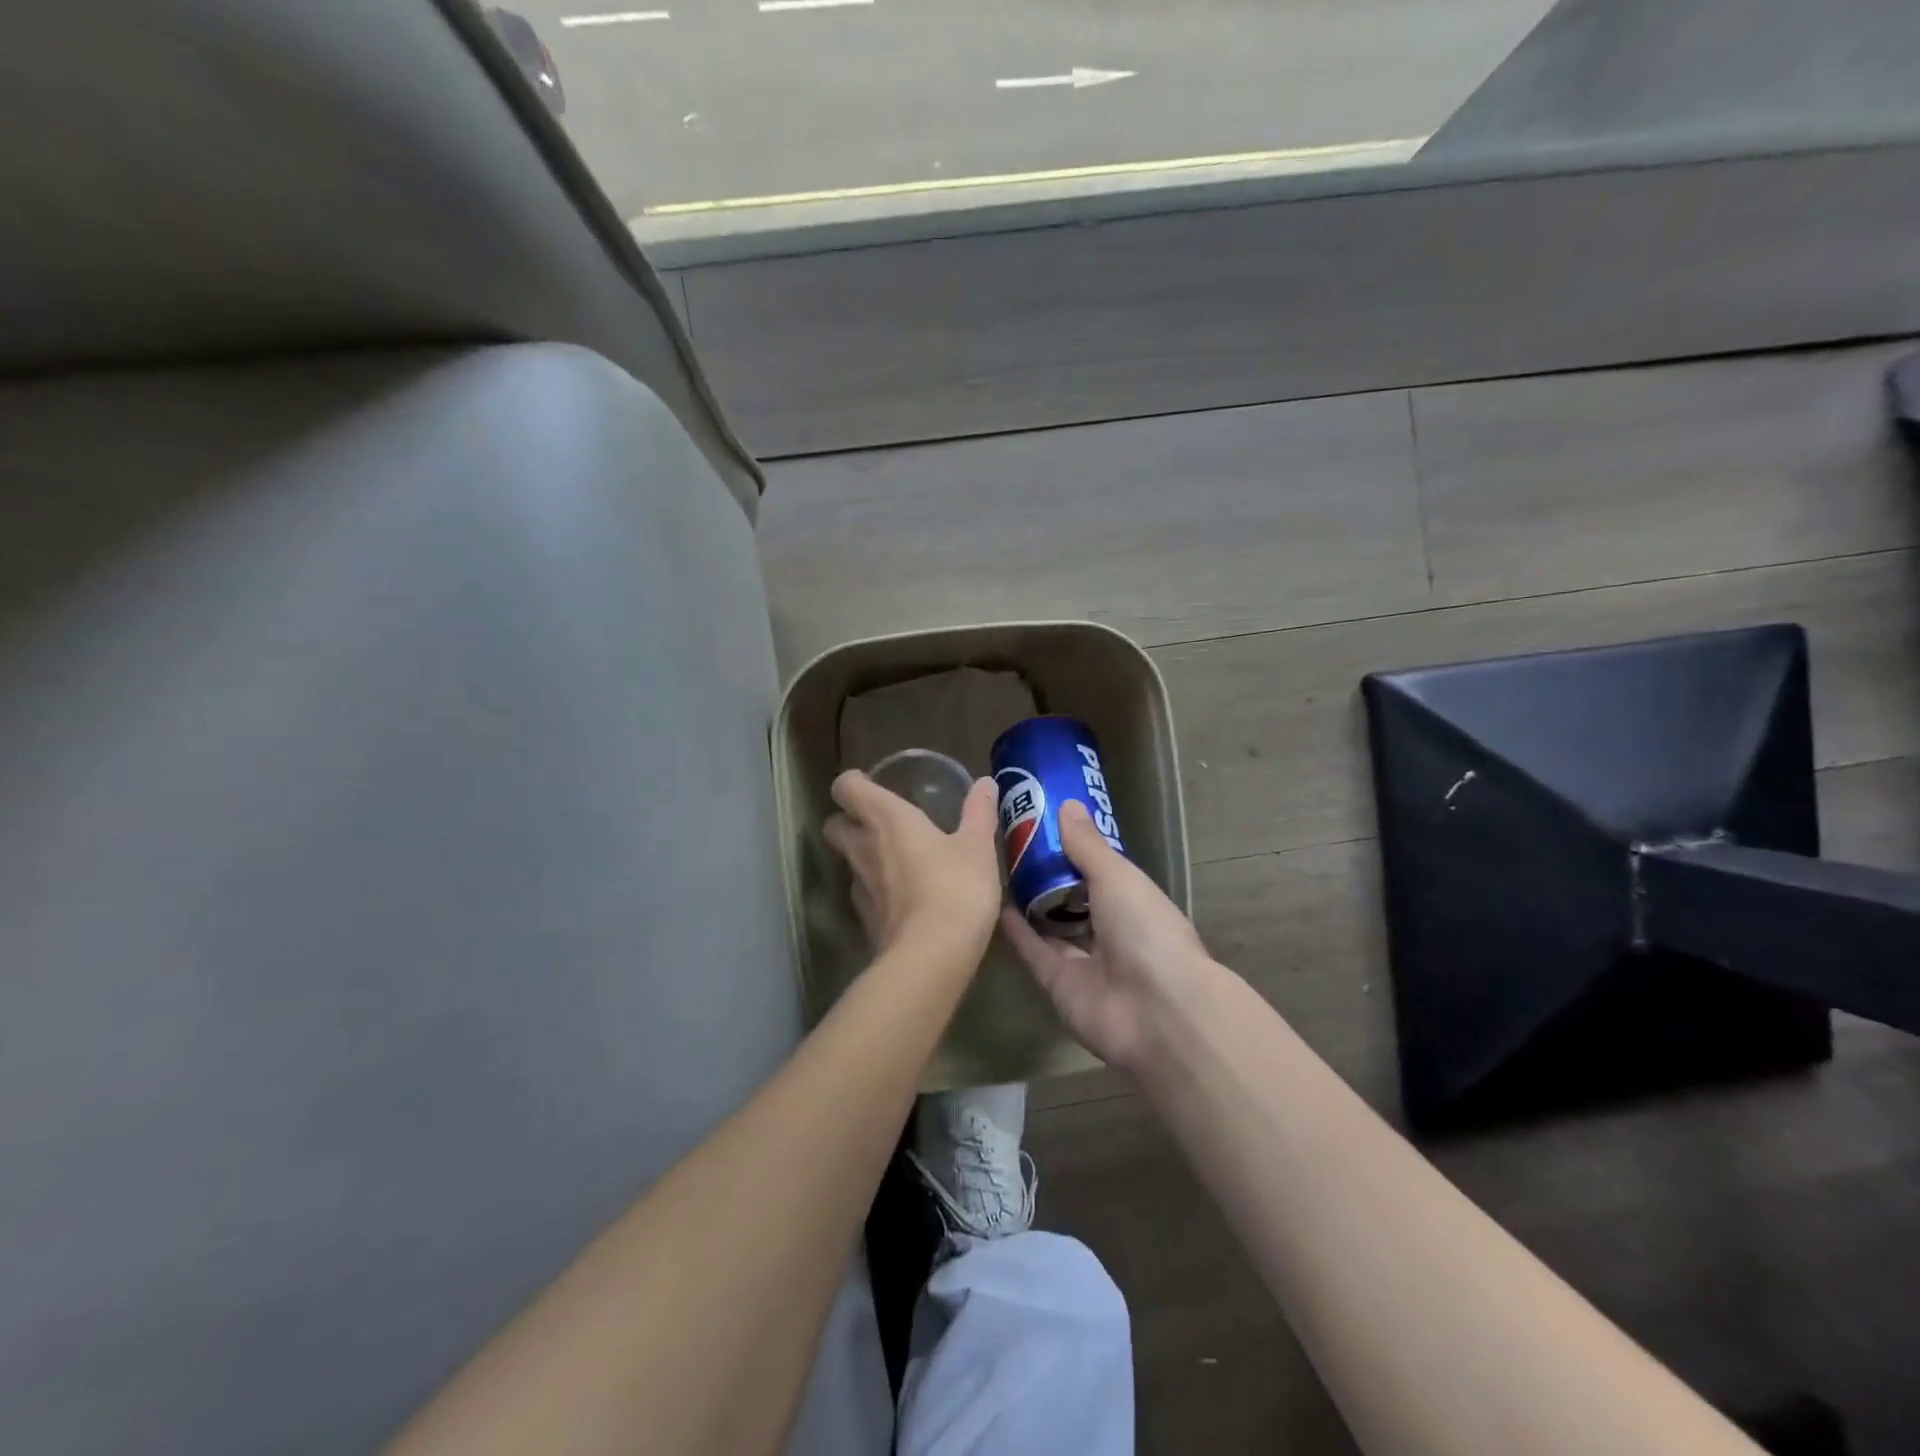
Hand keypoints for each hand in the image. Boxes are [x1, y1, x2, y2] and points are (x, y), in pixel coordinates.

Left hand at [823, 770, 1002, 960]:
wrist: (931, 956)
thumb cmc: (955, 887)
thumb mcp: (977, 847)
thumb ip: (979, 812)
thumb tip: (986, 782)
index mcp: (886, 819)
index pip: (846, 788)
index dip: (853, 783)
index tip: (871, 784)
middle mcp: (863, 848)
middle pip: (835, 825)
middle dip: (849, 820)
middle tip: (880, 823)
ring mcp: (859, 887)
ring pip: (848, 861)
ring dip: (863, 856)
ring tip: (896, 861)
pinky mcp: (865, 920)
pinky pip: (863, 894)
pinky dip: (877, 890)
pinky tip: (904, 897)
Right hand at [1001, 800, 1210, 1071]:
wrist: (1156, 1012)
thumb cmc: (1145, 930)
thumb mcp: (1117, 876)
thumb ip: (1087, 845)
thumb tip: (1066, 804)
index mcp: (1133, 900)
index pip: (1100, 869)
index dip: (1074, 848)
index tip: (1043, 821)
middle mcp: (1110, 929)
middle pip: (1073, 897)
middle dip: (1047, 873)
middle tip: (1012, 841)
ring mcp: (1085, 960)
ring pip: (1052, 925)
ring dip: (1030, 901)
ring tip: (997, 866)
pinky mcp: (1059, 984)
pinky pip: (1034, 951)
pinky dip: (1017, 931)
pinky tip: (994, 904)